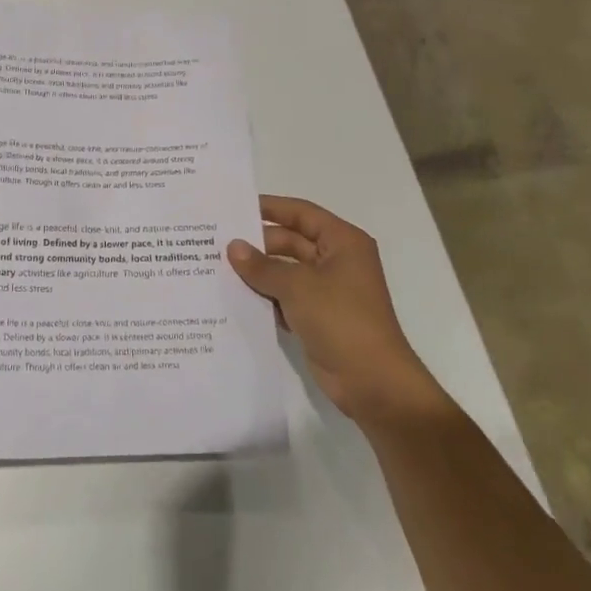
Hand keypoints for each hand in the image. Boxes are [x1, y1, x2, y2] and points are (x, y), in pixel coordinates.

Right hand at [227, 196, 446, 425]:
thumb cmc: (341, 320)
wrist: (373, 383)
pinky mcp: (319, 317)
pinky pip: (286, 297)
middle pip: (291, 242)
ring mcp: (328, 291)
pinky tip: (235, 298)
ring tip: (218, 268)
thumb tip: (233, 247)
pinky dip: (266, 297)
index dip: (270, 207)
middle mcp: (337, 261)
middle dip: (258, 245)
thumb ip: (261, 266)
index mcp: (343, 242)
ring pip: (286, 271)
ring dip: (259, 272)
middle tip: (217, 243)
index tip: (236, 207)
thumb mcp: (297, 286)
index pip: (301, 213)